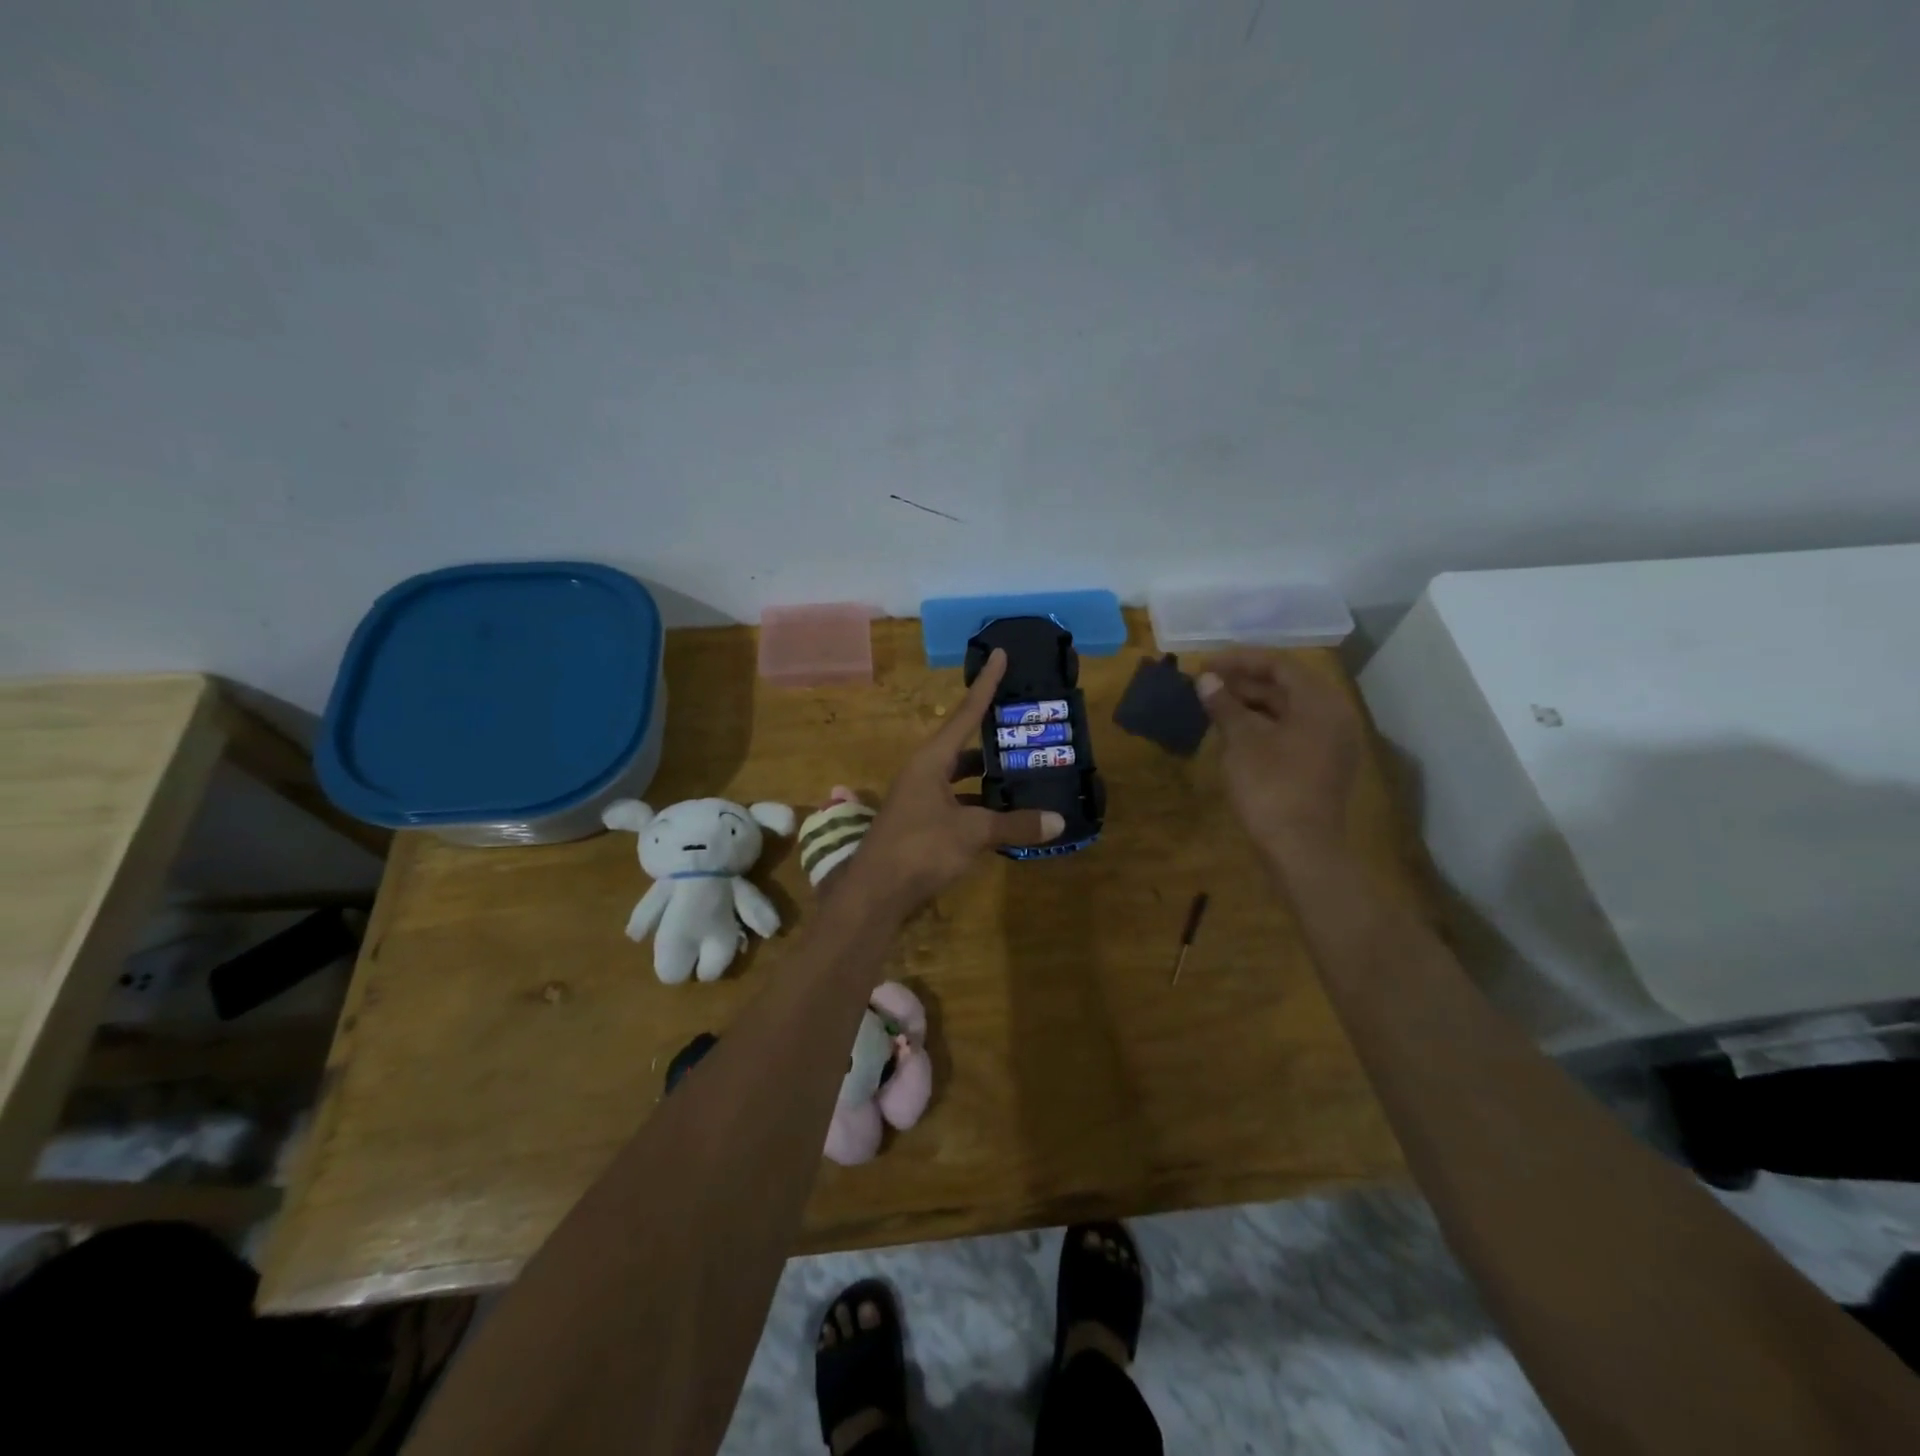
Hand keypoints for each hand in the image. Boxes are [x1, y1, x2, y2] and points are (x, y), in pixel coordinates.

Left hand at [842, 649, 1063, 914]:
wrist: (874, 894)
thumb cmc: (920, 849)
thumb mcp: (972, 834)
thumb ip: (1015, 825)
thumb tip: (1059, 821)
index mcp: (931, 760)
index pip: (965, 713)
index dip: (985, 684)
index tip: (1000, 654)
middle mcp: (923, 772)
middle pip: (963, 745)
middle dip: (992, 737)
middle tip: (1025, 727)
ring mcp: (919, 799)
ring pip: (959, 777)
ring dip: (986, 775)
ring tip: (1022, 772)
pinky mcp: (920, 824)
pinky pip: (956, 803)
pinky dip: (978, 805)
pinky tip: (1002, 816)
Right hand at [1197, 651, 1360, 862]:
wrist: (1299, 848)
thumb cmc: (1270, 786)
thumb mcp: (1241, 741)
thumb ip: (1224, 705)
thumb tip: (1206, 680)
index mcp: (1320, 703)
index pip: (1279, 665)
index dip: (1239, 661)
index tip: (1205, 664)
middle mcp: (1334, 716)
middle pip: (1287, 686)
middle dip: (1244, 682)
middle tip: (1207, 683)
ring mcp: (1331, 743)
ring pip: (1288, 710)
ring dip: (1252, 704)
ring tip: (1214, 704)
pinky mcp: (1322, 765)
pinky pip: (1292, 731)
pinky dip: (1264, 725)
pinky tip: (1234, 732)